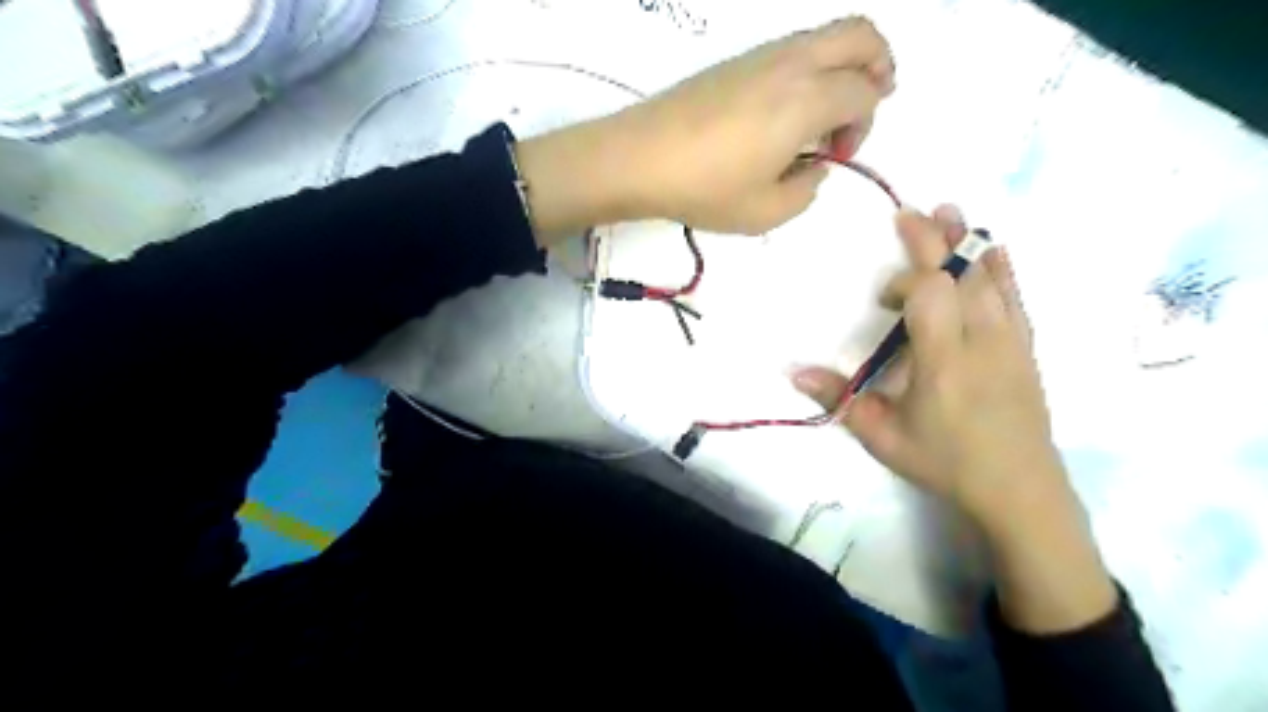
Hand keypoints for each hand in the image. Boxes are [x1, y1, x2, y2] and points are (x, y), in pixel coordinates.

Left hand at [514, 16, 888, 245]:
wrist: (638, 158)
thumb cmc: (704, 189)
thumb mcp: (765, 212)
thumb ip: (805, 191)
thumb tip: (814, 167)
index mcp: (807, 99)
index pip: (865, 91)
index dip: (864, 125)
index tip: (835, 157)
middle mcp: (792, 63)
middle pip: (861, 35)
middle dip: (879, 66)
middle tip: (868, 104)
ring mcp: (761, 55)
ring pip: (825, 35)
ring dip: (842, 67)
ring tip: (824, 115)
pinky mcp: (735, 61)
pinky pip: (793, 48)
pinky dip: (810, 69)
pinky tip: (787, 111)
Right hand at [795, 205, 1062, 521]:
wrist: (1019, 488)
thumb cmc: (944, 462)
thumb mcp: (882, 436)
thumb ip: (839, 399)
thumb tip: (792, 371)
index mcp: (943, 362)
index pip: (930, 295)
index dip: (905, 283)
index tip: (884, 302)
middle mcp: (981, 341)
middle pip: (959, 275)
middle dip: (933, 240)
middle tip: (911, 211)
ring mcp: (1010, 340)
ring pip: (989, 278)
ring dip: (966, 242)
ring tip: (948, 211)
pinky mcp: (1026, 346)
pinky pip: (1015, 296)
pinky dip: (1001, 268)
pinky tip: (993, 248)